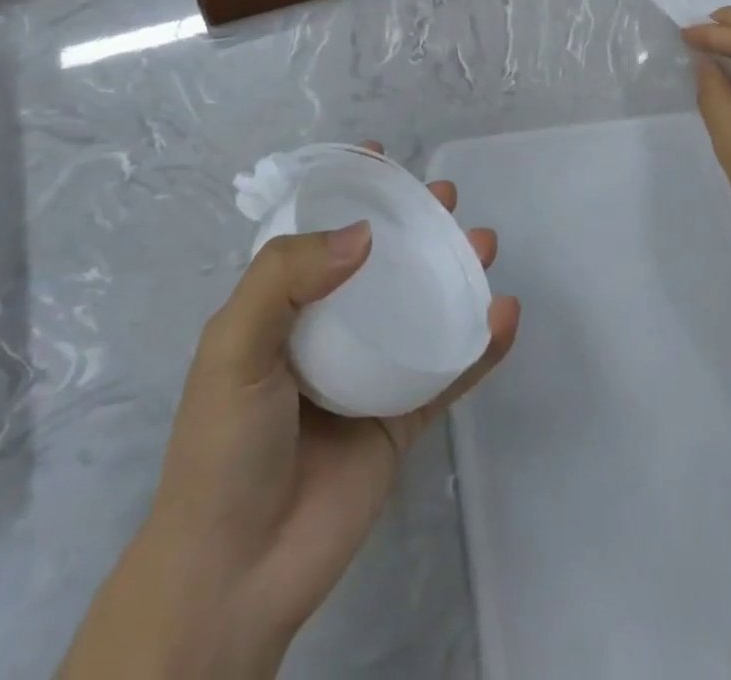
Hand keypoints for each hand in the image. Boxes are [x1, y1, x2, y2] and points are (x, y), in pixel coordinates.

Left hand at [75, 158, 518, 679]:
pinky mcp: (402, 419)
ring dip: (456, 272)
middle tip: (446, 198)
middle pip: (382, 263)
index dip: (348, 193)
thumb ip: (287, 276)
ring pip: (422, 308)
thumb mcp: (235, 344)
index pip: (320, 234)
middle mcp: (331, 331)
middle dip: (416, 224)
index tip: (380, 157)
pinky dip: (481, 344)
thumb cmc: (225, 444)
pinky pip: (449, 371)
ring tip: (483, 243)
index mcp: (285, 308)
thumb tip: (364, 233)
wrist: (236, 573)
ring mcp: (371, 374)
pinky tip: (505, 314)